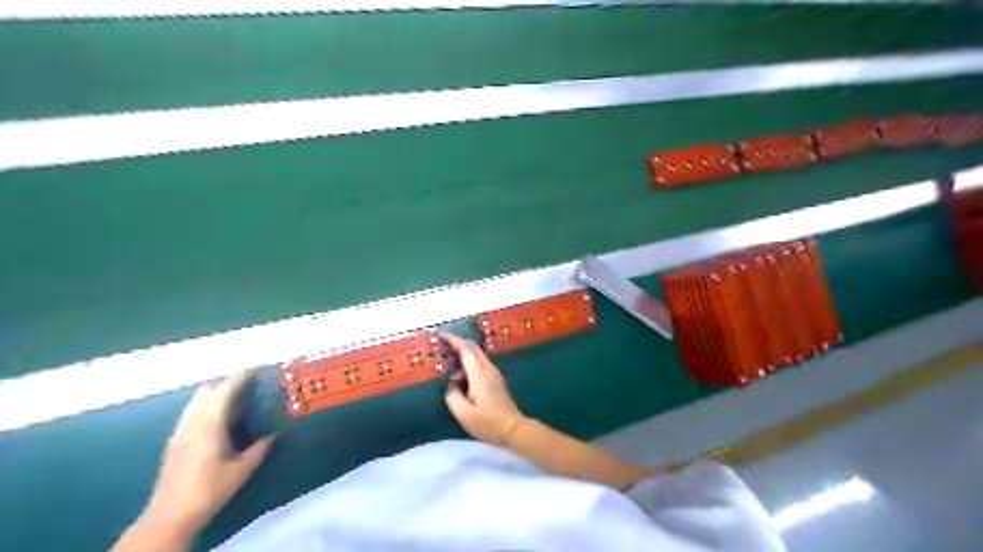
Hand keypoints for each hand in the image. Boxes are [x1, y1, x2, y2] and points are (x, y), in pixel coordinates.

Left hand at [141, 370, 272, 537]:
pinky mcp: (174, 442)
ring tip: (234, 396)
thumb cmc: (209, 490)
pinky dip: (206, 406)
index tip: (254, 368)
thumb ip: (258, 450)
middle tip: (246, 381)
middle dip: (224, 382)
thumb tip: (274, 435)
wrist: (169, 516)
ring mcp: (180, 432)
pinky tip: (218, 419)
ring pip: (196, 402)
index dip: (239, 377)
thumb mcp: (241, 470)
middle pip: (205, 391)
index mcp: (209, 425)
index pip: (224, 391)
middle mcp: (191, 423)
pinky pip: (191, 413)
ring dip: (214, 394)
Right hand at [441, 331, 524, 444]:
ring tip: (447, 365)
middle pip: (472, 347)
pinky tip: (459, 378)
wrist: (513, 429)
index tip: (439, 334)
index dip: (452, 339)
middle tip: (440, 345)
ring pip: (476, 355)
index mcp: (479, 374)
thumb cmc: (488, 423)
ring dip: (461, 355)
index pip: (465, 349)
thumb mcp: (463, 413)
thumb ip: (452, 395)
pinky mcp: (495, 379)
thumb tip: (450, 384)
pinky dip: (467, 364)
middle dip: (456, 342)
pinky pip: (479, 364)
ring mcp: (494, 373)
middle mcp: (488, 368)